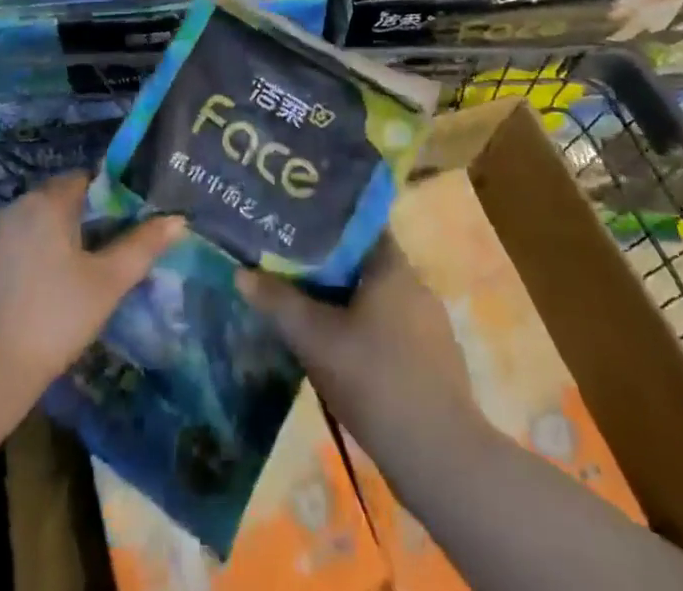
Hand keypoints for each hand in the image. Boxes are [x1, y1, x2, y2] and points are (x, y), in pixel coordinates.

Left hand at [0, 173, 182, 404]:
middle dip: (85, 220)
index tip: (127, 225)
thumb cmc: (53, 317)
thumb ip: (142, 246)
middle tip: (109, 254)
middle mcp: (16, 206)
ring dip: (57, 241)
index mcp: (48, 201)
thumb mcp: (107, 283)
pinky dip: (31, 260)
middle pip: (59, 200)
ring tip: (79, 276)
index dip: (110, 196)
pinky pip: (14, 248)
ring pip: (35, 225)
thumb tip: (177, 219)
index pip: (85, 179)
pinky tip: (43, 294)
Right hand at [237, 236, 480, 450]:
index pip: (358, 225)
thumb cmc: (375, 380)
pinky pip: (393, 329)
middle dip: (329, 266)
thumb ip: (278, 303)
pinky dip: (368, 331)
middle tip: (291, 269)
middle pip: (365, 261)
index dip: (325, 223)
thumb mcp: (315, 339)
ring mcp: (431, 325)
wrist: (441, 459)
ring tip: (311, 310)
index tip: (295, 227)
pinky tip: (345, 353)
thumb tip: (241, 273)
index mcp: (393, 266)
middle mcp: (416, 285)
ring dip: (347, 302)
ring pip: (379, 298)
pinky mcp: (436, 361)